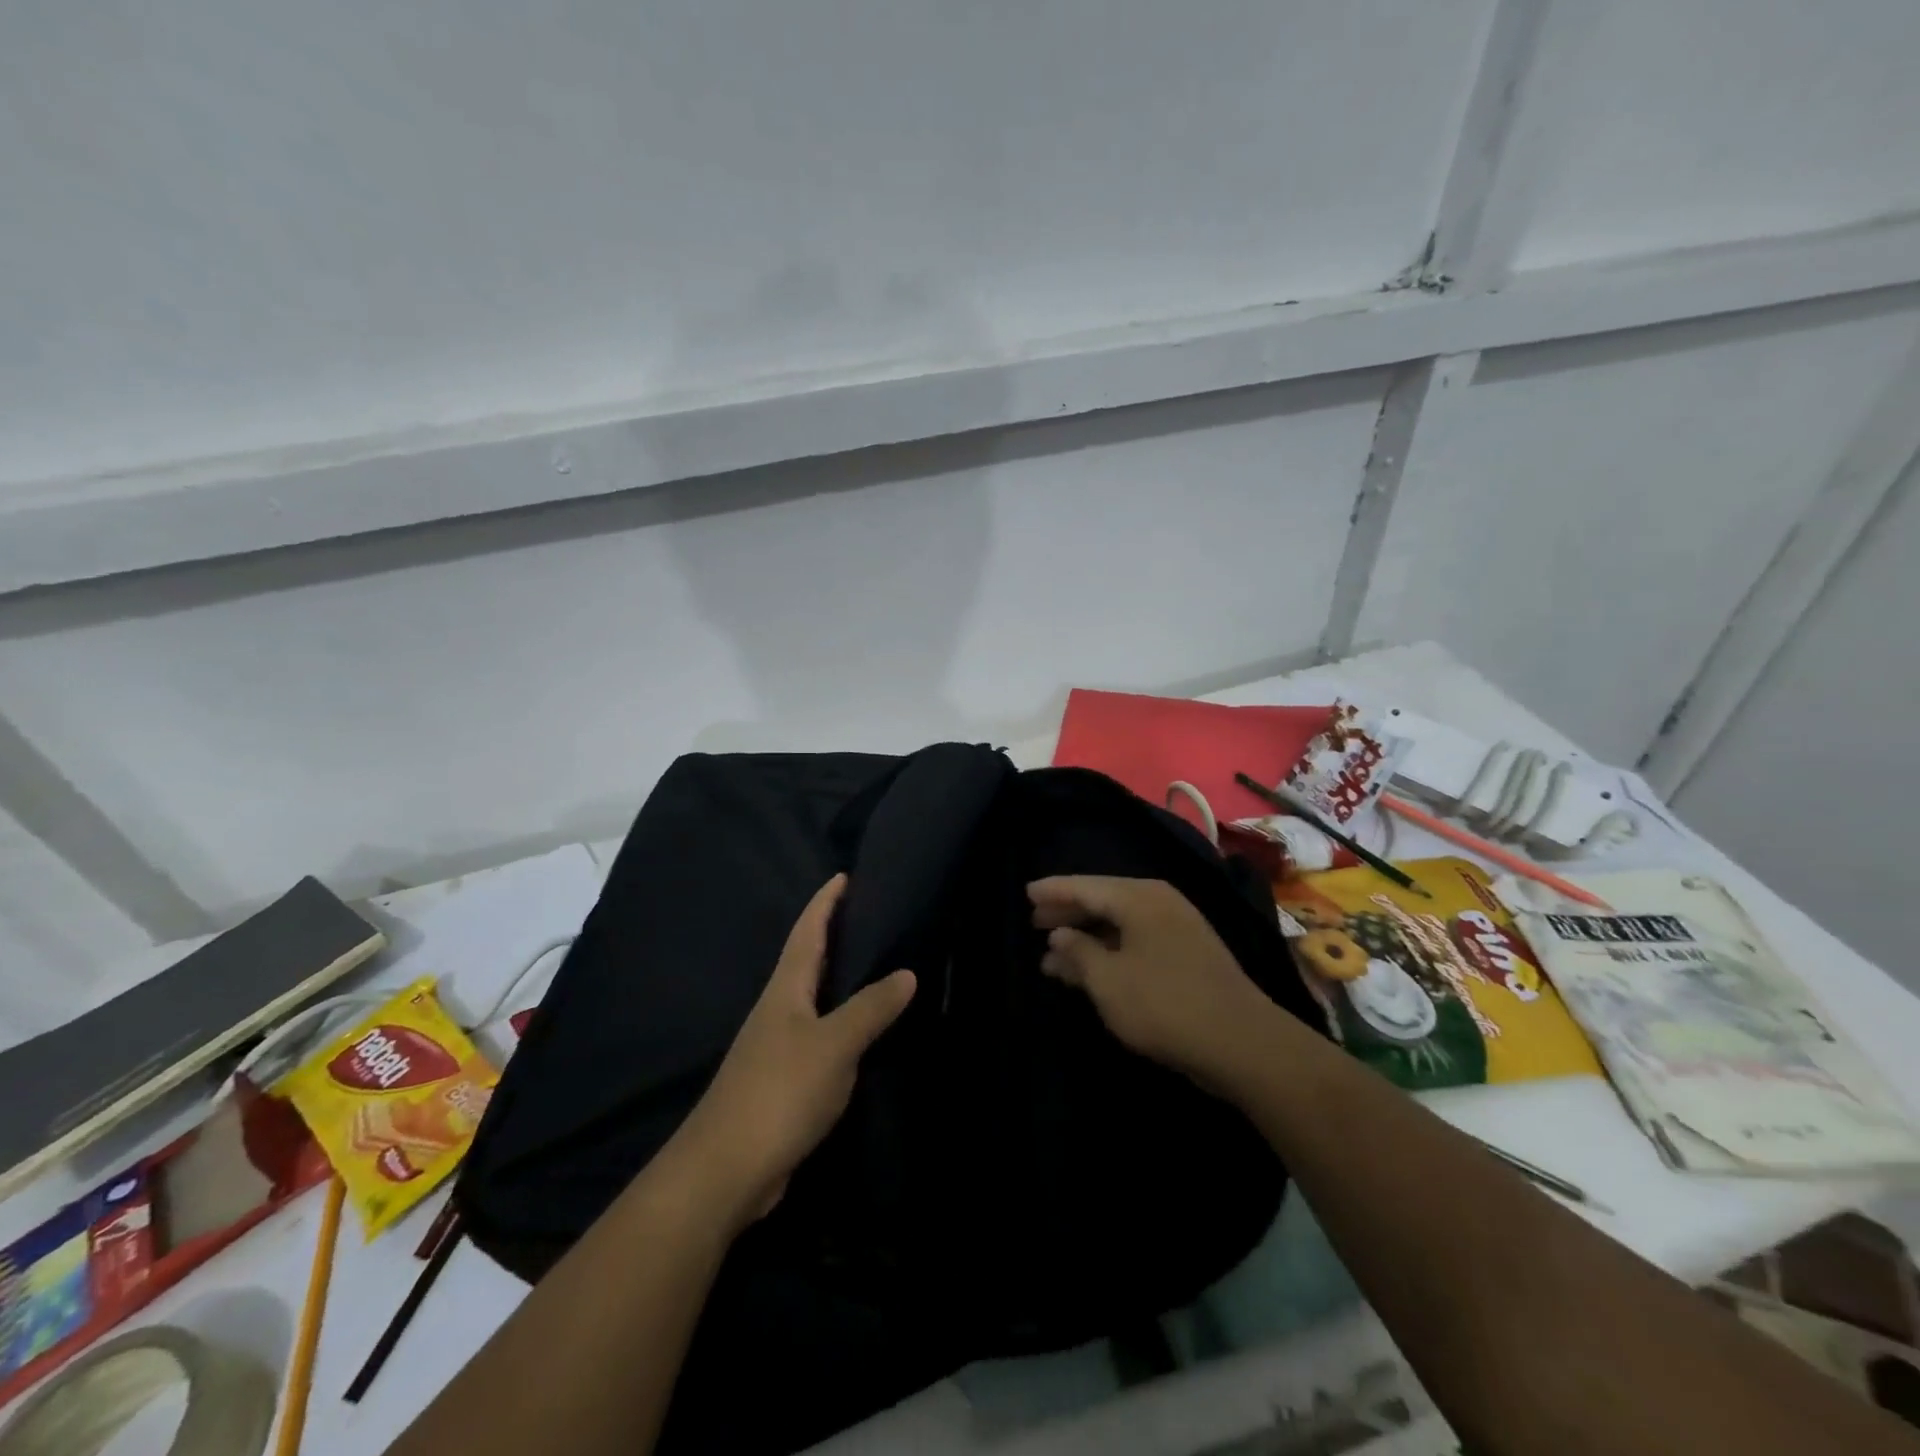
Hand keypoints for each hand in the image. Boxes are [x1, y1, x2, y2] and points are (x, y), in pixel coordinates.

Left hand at [670, 875, 914, 1232]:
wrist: (726, 1171)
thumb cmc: (779, 1092)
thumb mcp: (834, 1045)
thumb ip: (871, 1008)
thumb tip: (908, 972)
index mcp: (786, 989)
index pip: (807, 930)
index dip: (825, 902)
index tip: (845, 876)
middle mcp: (779, 1009)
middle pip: (809, 959)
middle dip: (836, 934)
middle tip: (875, 916)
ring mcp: (779, 1045)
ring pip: (816, 997)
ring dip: (842, 978)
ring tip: (880, 965)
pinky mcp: (786, 1079)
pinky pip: (821, 1034)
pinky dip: (843, 1020)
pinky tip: (865, 1030)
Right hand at [1028, 875, 1274, 1089]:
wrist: (1241, 1042)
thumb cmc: (1164, 1004)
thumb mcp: (1107, 980)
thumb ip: (1078, 952)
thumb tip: (1059, 934)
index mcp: (1139, 898)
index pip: (1086, 886)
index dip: (1053, 891)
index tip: (1026, 894)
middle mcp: (1159, 903)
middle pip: (1103, 901)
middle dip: (1067, 914)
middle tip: (1034, 923)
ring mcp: (1177, 929)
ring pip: (1119, 925)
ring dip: (1086, 940)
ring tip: (1051, 957)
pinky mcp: (1186, 956)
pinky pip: (1135, 943)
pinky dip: (1109, 953)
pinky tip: (1089, 973)